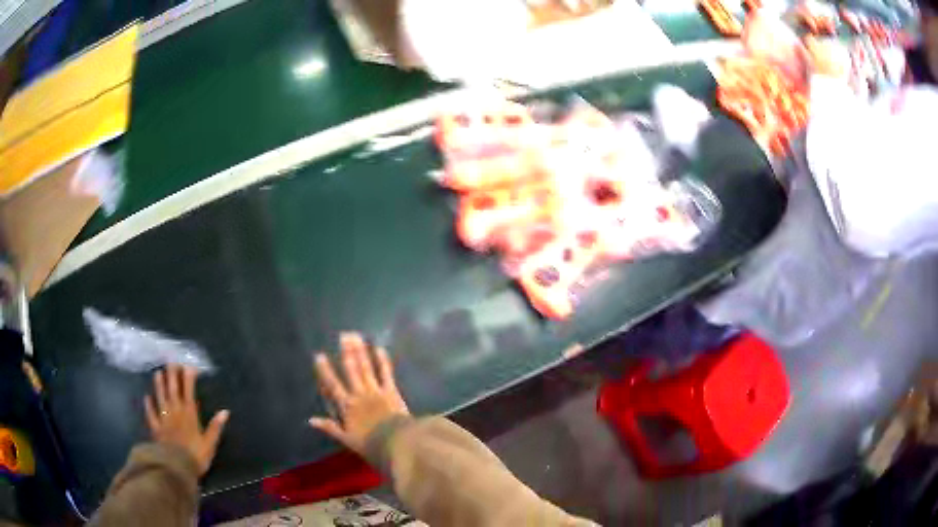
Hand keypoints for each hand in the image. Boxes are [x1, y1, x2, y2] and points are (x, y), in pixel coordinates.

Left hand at [144, 365, 228, 475]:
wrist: (176, 466)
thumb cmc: (196, 455)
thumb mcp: (210, 444)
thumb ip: (215, 427)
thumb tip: (225, 411)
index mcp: (189, 415)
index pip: (188, 392)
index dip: (188, 378)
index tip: (188, 366)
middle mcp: (175, 412)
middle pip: (173, 390)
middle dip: (172, 376)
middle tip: (170, 362)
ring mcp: (164, 418)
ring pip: (161, 398)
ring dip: (159, 385)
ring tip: (157, 372)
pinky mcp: (156, 427)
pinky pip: (151, 414)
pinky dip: (149, 406)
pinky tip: (146, 398)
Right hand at [309, 332, 409, 454]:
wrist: (396, 443)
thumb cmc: (370, 444)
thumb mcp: (347, 439)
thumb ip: (330, 428)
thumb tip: (310, 420)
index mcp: (347, 406)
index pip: (333, 386)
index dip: (325, 371)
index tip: (319, 356)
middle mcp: (359, 394)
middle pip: (351, 371)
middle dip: (346, 352)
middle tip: (343, 335)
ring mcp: (376, 391)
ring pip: (366, 368)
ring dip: (361, 351)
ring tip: (356, 336)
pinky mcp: (392, 391)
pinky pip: (386, 373)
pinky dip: (382, 361)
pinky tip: (379, 348)